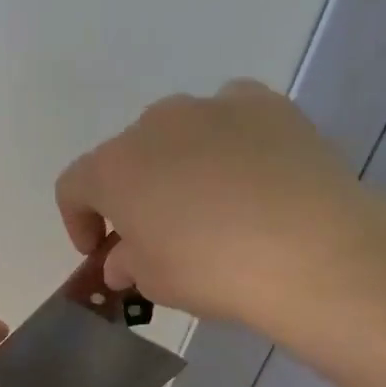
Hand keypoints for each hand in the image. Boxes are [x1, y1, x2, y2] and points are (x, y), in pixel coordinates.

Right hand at [56, 79, 385, 334]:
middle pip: (129, 156)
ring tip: (208, 204)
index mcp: (115, 168)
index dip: (78, 220)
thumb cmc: (212, 271)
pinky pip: (231, 119)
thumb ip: (127, 263)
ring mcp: (214, 106)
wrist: (310, 250)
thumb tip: (122, 259)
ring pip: (180, 133)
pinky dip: (228, 143)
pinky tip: (250, 177)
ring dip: (179, 165)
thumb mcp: (155, 282)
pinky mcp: (267, 104)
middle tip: (154, 233)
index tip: (97, 251)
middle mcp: (157, 124)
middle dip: (133, 193)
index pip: (74, 187)